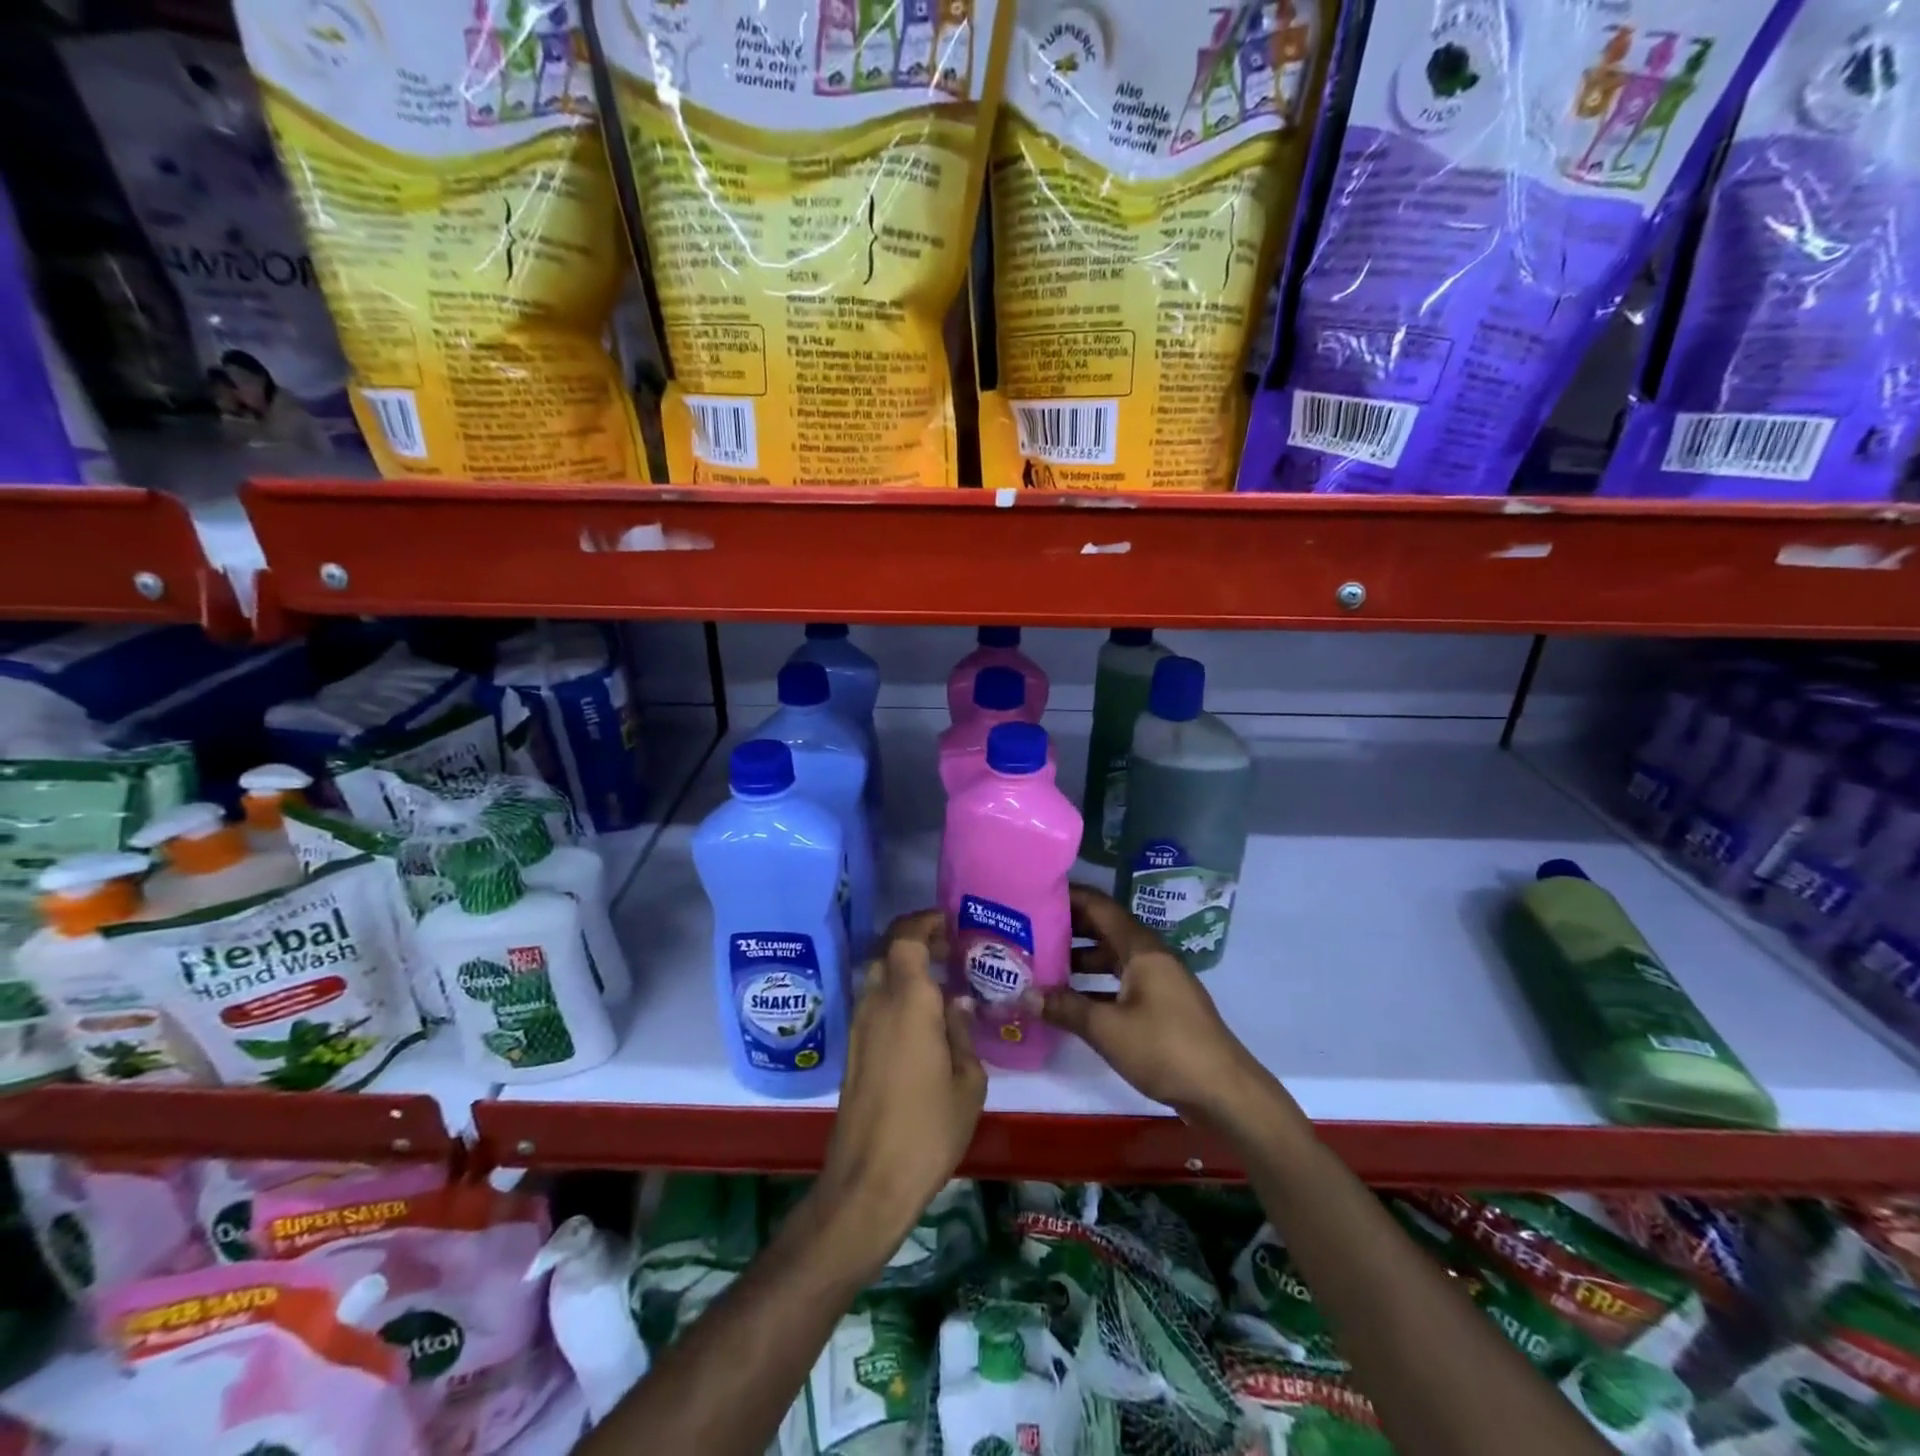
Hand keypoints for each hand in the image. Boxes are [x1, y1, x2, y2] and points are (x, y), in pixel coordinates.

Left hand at [818, 910, 986, 1258]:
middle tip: (951, 952)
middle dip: (918, 942)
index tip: (951, 922)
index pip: (906, 937)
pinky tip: (923, 1020)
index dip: (925, 921)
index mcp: (908, 1001)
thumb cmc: (928, 1128)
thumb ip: (962, 1031)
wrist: (869, 1181)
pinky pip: (875, 1003)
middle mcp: (877, 1003)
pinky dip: (896, 995)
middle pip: (890, 951)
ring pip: (880, 976)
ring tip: (941, 985)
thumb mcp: (967, 1081)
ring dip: (906, 970)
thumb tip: (957, 1002)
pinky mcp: (853, 1049)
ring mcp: (859, 1026)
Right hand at [1040, 885, 1275, 1122]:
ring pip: (1111, 957)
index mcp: (1141, 948)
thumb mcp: (1107, 1029)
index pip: (1099, 906)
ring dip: (1079, 959)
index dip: (1068, 897)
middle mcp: (1150, 955)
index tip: (1033, 894)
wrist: (1224, 1092)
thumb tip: (1025, 995)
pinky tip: (1069, 1000)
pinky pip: (1120, 981)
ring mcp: (1158, 980)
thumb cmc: (1165, 1048)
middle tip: (1028, 930)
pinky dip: (1094, 984)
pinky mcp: (1161, 1005)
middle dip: (1067, 928)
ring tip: (1041, 964)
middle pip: (1104, 929)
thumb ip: (1066, 1008)